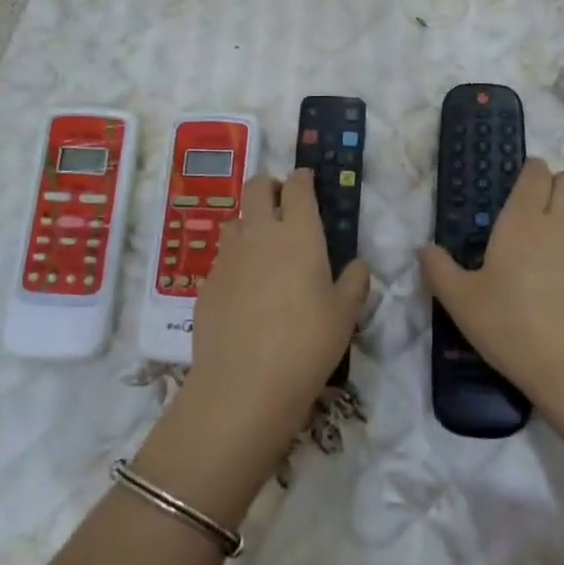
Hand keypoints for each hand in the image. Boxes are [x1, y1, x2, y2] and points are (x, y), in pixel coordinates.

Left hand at [182, 170, 368, 463]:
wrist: (243, 386)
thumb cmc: (307, 344)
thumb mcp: (345, 314)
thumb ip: (355, 282)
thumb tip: (356, 265)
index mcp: (298, 233)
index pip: (297, 187)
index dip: (303, 178)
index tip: (307, 180)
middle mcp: (260, 233)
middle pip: (256, 187)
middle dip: (270, 185)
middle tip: (283, 202)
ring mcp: (228, 256)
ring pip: (235, 218)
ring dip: (249, 220)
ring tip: (263, 244)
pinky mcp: (206, 283)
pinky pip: (222, 256)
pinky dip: (235, 258)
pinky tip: (245, 286)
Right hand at [418, 158, 563, 424]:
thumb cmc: (511, 327)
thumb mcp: (460, 302)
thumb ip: (439, 270)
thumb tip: (426, 250)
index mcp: (524, 222)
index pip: (537, 173)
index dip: (531, 171)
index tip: (518, 186)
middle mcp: (563, 227)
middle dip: (557, 186)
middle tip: (534, 215)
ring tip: (543, 272)